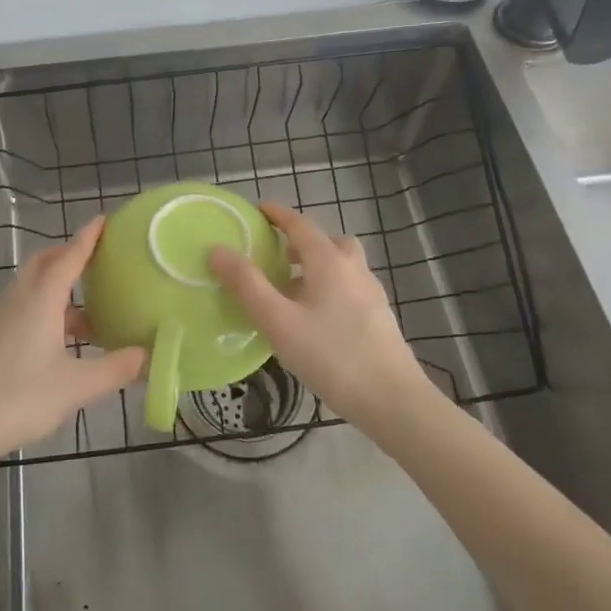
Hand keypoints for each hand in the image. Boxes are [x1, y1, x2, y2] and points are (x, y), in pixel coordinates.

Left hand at [0, 218, 146, 461]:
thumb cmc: (19, 398)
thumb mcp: (76, 387)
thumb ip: (116, 369)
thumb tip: (149, 355)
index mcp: (41, 299)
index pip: (69, 256)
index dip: (88, 237)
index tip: (105, 219)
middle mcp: (20, 299)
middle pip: (45, 262)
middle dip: (71, 254)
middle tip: (100, 258)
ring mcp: (3, 317)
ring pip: (34, 285)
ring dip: (60, 284)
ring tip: (91, 304)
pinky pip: (26, 305)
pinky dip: (49, 307)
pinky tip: (65, 338)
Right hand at [209, 202, 431, 434]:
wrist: (393, 400)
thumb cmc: (331, 356)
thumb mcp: (278, 321)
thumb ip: (247, 285)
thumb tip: (218, 249)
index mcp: (329, 261)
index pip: (300, 224)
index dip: (278, 214)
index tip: (258, 210)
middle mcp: (353, 268)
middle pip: (327, 241)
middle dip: (300, 242)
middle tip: (276, 256)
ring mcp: (371, 293)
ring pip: (341, 265)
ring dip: (316, 266)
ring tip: (291, 290)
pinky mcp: (378, 317)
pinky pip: (348, 287)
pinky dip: (328, 288)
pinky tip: (314, 319)